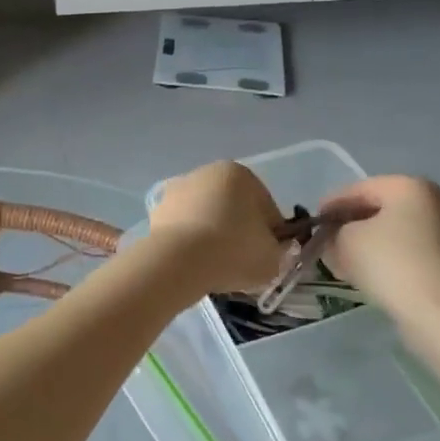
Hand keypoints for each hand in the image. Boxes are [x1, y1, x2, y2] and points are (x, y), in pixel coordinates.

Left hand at [149, 161, 286, 293]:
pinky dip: (191, 243)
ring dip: (214, 236)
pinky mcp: (157, 212)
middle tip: (244, 263)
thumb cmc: (234, 250)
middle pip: (234, 207)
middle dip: (240, 231)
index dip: (272, 234)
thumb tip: (278, 249)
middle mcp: (206, 173)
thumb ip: (282, 251)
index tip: (270, 256)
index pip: (266, 206)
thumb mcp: (274, 257)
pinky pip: (184, 229)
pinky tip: (195, 264)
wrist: (179, 261)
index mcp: (239, 174)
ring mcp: (178, 191)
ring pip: (207, 217)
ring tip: (217, 267)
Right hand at [320, 176, 439, 322]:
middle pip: (379, 209)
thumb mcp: (346, 242)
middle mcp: (434, 202)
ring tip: (343, 262)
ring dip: (367, 244)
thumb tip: (335, 239)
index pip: (359, 189)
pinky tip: (369, 275)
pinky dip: (387, 258)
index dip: (331, 204)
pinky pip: (409, 252)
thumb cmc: (392, 264)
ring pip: (394, 232)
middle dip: (350, 225)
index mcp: (410, 186)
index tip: (313, 222)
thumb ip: (334, 233)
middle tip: (326, 242)